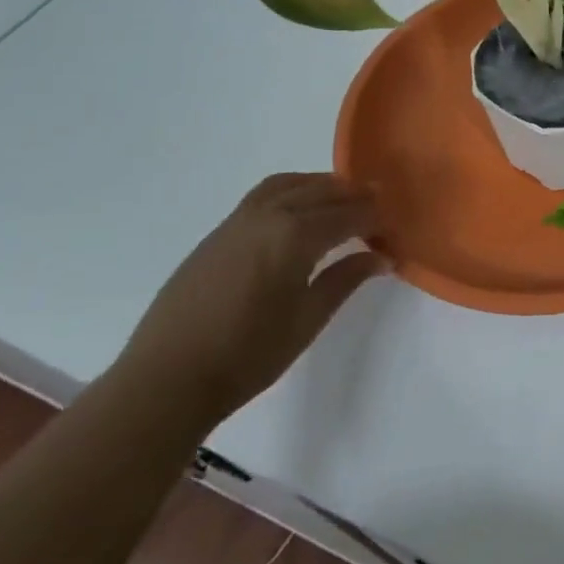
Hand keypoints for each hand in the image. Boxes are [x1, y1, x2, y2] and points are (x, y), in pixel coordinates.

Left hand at [117, 174, 382, 426]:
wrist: (167, 378)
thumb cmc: (248, 354)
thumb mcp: (308, 319)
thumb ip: (346, 279)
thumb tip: (382, 256)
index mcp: (296, 235)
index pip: (349, 215)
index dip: (376, 219)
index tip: (395, 229)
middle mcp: (269, 215)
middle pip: (322, 192)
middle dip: (354, 196)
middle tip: (379, 206)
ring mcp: (239, 220)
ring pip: (290, 185)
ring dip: (321, 186)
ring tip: (342, 199)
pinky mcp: (219, 232)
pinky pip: (265, 194)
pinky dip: (292, 191)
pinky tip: (299, 212)